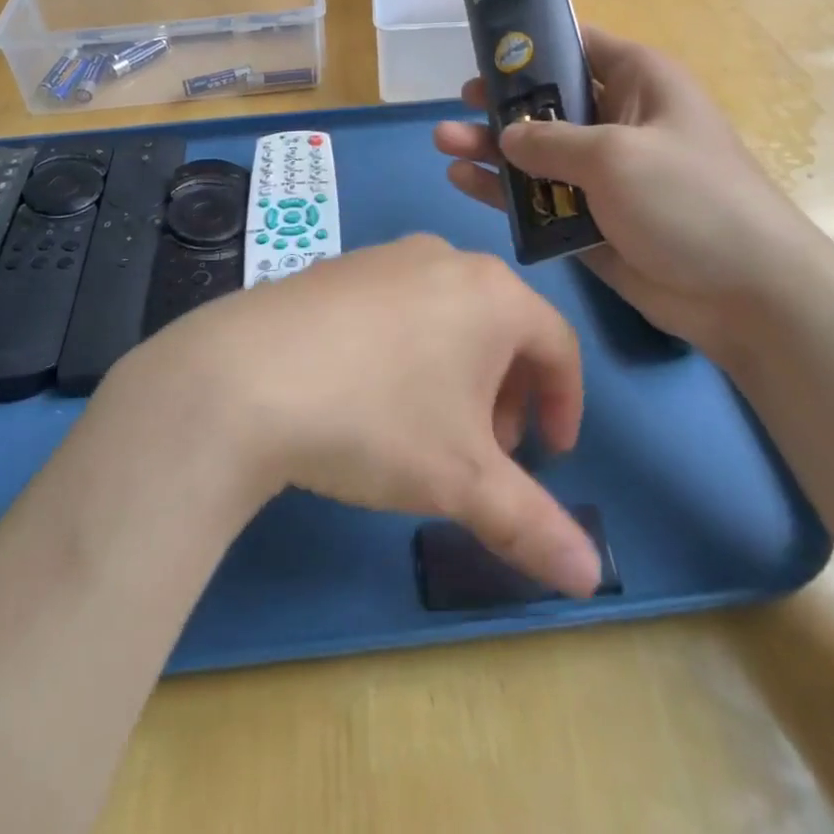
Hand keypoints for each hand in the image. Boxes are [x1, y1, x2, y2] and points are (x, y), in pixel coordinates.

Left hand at [114, 236, 603, 596]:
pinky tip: (369, 392)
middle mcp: (442, 257)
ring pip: (447, 314)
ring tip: (428, 426)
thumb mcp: (460, 480)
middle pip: (502, 327)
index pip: (558, 345)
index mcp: (491, 292)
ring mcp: (383, 256)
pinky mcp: (335, 268)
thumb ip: (533, 525)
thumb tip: (591, 577)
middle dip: (507, 392)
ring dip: (457, 372)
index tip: (551, 453)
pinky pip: (396, 306)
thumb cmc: (375, 418)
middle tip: (488, 449)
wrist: (241, 377)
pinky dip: (408, 348)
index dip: (564, 404)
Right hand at [433, 25, 829, 351]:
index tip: (485, 50)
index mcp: (640, 83)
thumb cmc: (689, 199)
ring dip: (493, 148)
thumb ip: (551, 141)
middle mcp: (619, 122)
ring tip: (443, 142)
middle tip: (460, 103)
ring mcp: (603, 175)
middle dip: (504, 103)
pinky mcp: (590, 221)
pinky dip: (504, 191)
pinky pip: (539, 198)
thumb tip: (508, 135)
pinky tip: (462, 181)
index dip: (533, 44)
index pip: (579, 46)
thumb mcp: (616, 155)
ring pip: (537, 153)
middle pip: (550, 102)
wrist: (744, 293)